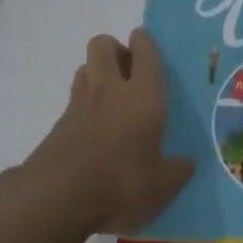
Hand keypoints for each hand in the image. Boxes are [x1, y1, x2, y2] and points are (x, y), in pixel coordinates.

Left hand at [24, 30, 192, 235]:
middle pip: (103, 44)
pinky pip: (74, 99)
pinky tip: (93, 130)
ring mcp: (79, 104)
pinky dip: (84, 104)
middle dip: (115, 49)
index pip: (144, 52)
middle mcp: (109, 89)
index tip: (146, 43)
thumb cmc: (121, 184)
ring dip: (97, 73)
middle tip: (129, 71)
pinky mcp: (57, 124)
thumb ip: (177, 170)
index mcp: (143, 95)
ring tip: (111, 98)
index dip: (145, 42)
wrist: (57, 200)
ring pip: (85, 67)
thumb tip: (186, 163)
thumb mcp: (162, 186)